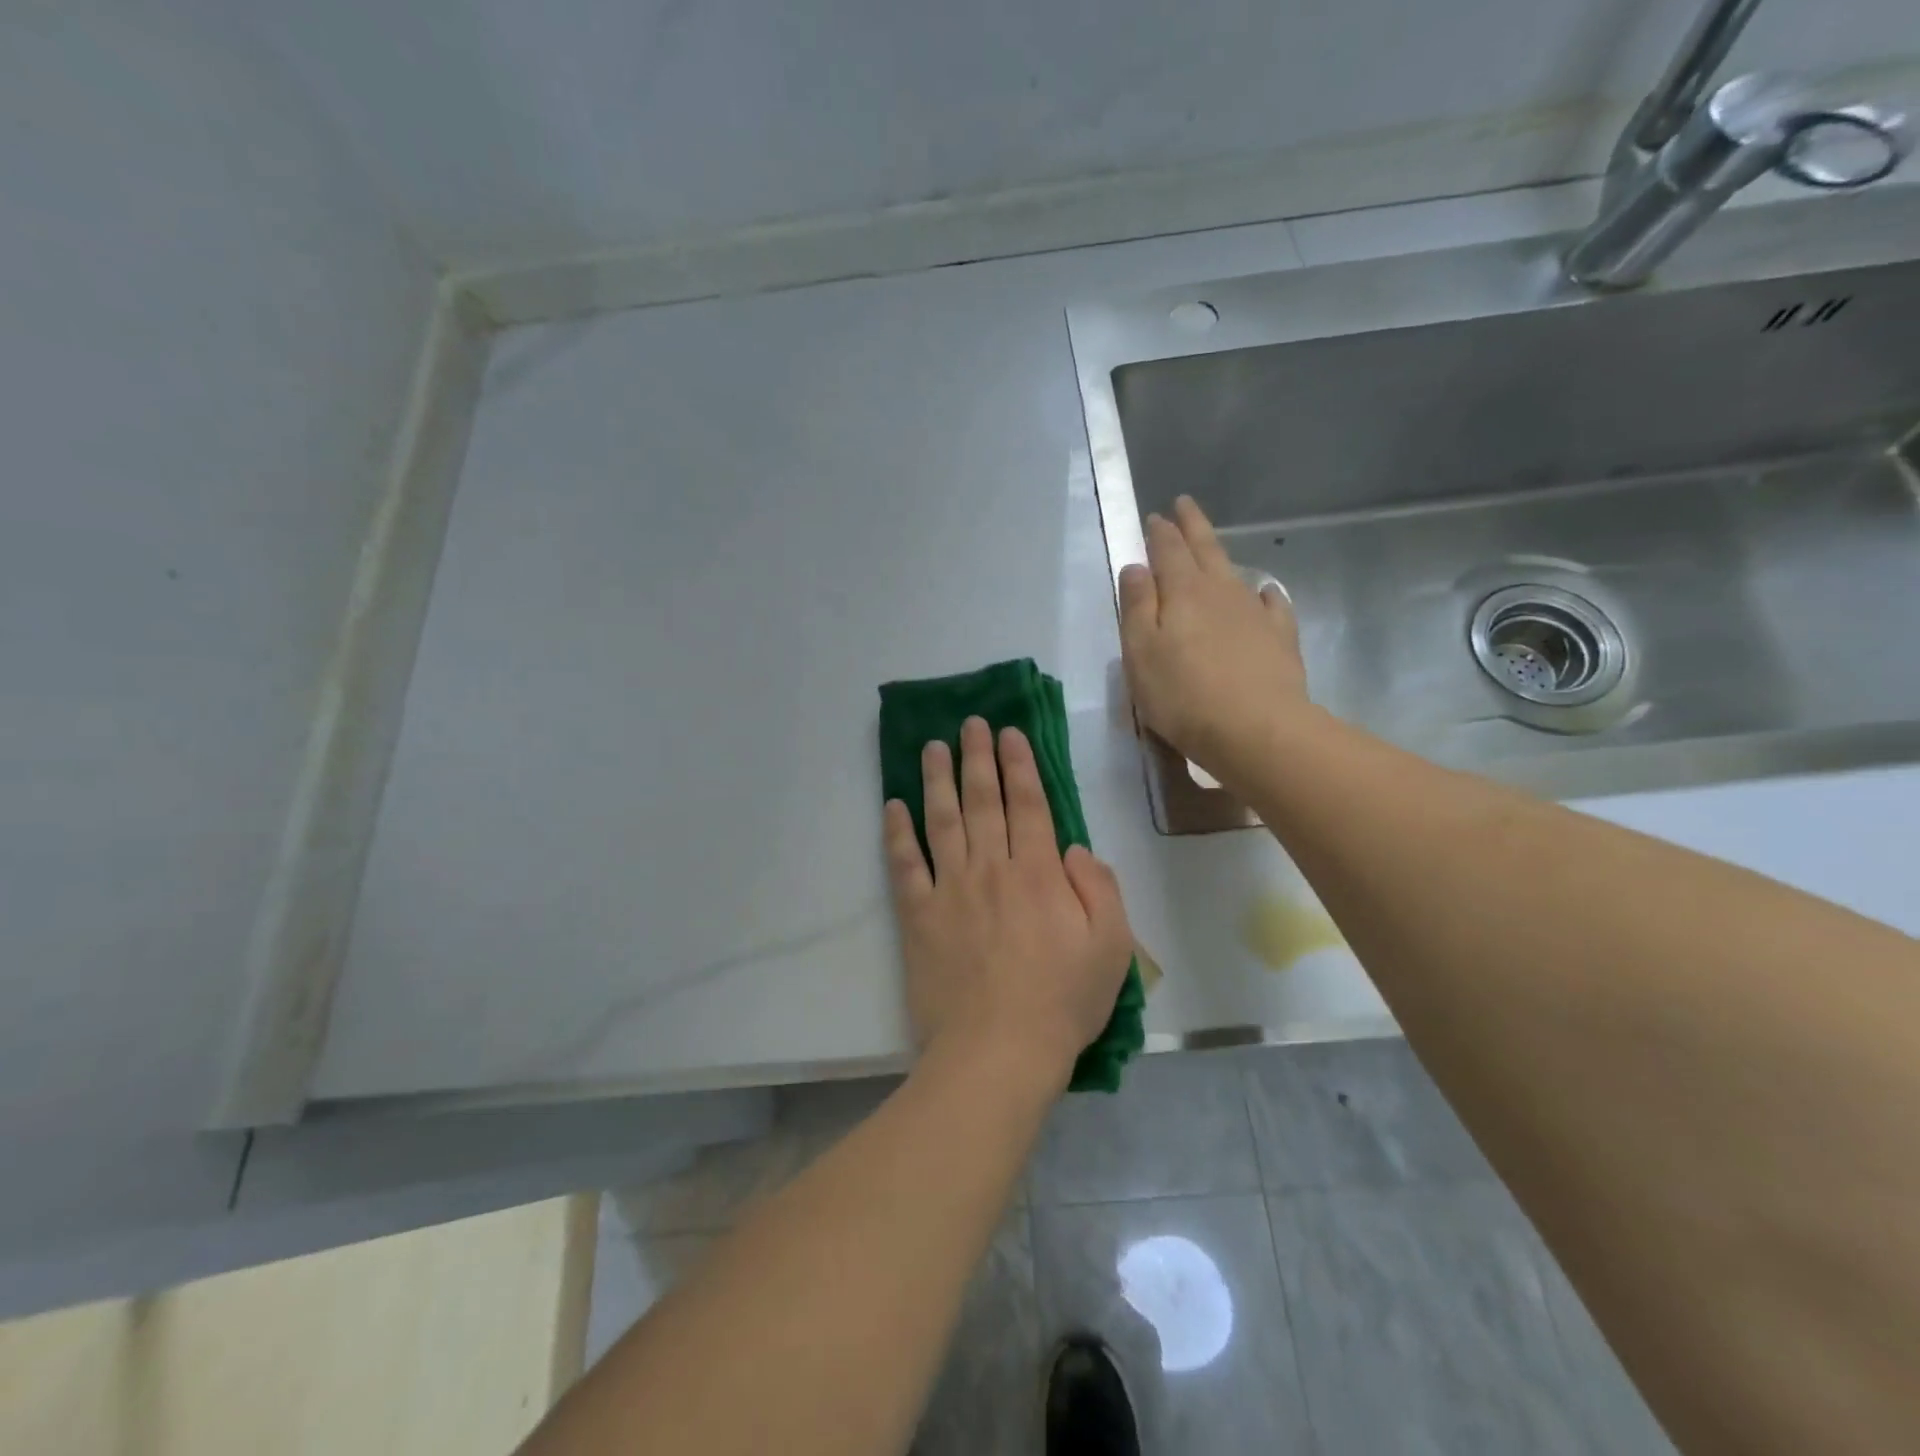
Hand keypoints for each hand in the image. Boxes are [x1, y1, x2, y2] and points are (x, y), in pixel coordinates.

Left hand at [883, 718, 1133, 1090]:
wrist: (999, 1052)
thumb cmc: (1063, 1002)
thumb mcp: (1112, 946)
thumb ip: (1099, 887)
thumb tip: (1073, 848)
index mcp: (1038, 873)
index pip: (1029, 804)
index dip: (1020, 764)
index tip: (1010, 733)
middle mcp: (992, 868)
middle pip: (983, 800)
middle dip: (977, 757)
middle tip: (970, 724)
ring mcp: (950, 889)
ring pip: (942, 820)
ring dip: (936, 780)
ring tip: (931, 747)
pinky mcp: (918, 916)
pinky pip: (904, 865)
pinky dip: (897, 833)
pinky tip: (892, 806)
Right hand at [1118, 495, 1309, 784]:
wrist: (1255, 729)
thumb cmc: (1183, 695)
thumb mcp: (1141, 652)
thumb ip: (1137, 607)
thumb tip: (1136, 567)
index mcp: (1182, 592)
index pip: (1168, 551)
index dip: (1160, 532)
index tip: (1155, 516)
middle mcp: (1220, 591)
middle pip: (1205, 549)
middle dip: (1192, 526)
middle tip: (1184, 504)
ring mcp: (1254, 613)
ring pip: (1234, 573)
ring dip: (1220, 556)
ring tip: (1212, 547)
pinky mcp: (1280, 638)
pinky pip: (1271, 604)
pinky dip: (1264, 594)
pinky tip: (1263, 593)